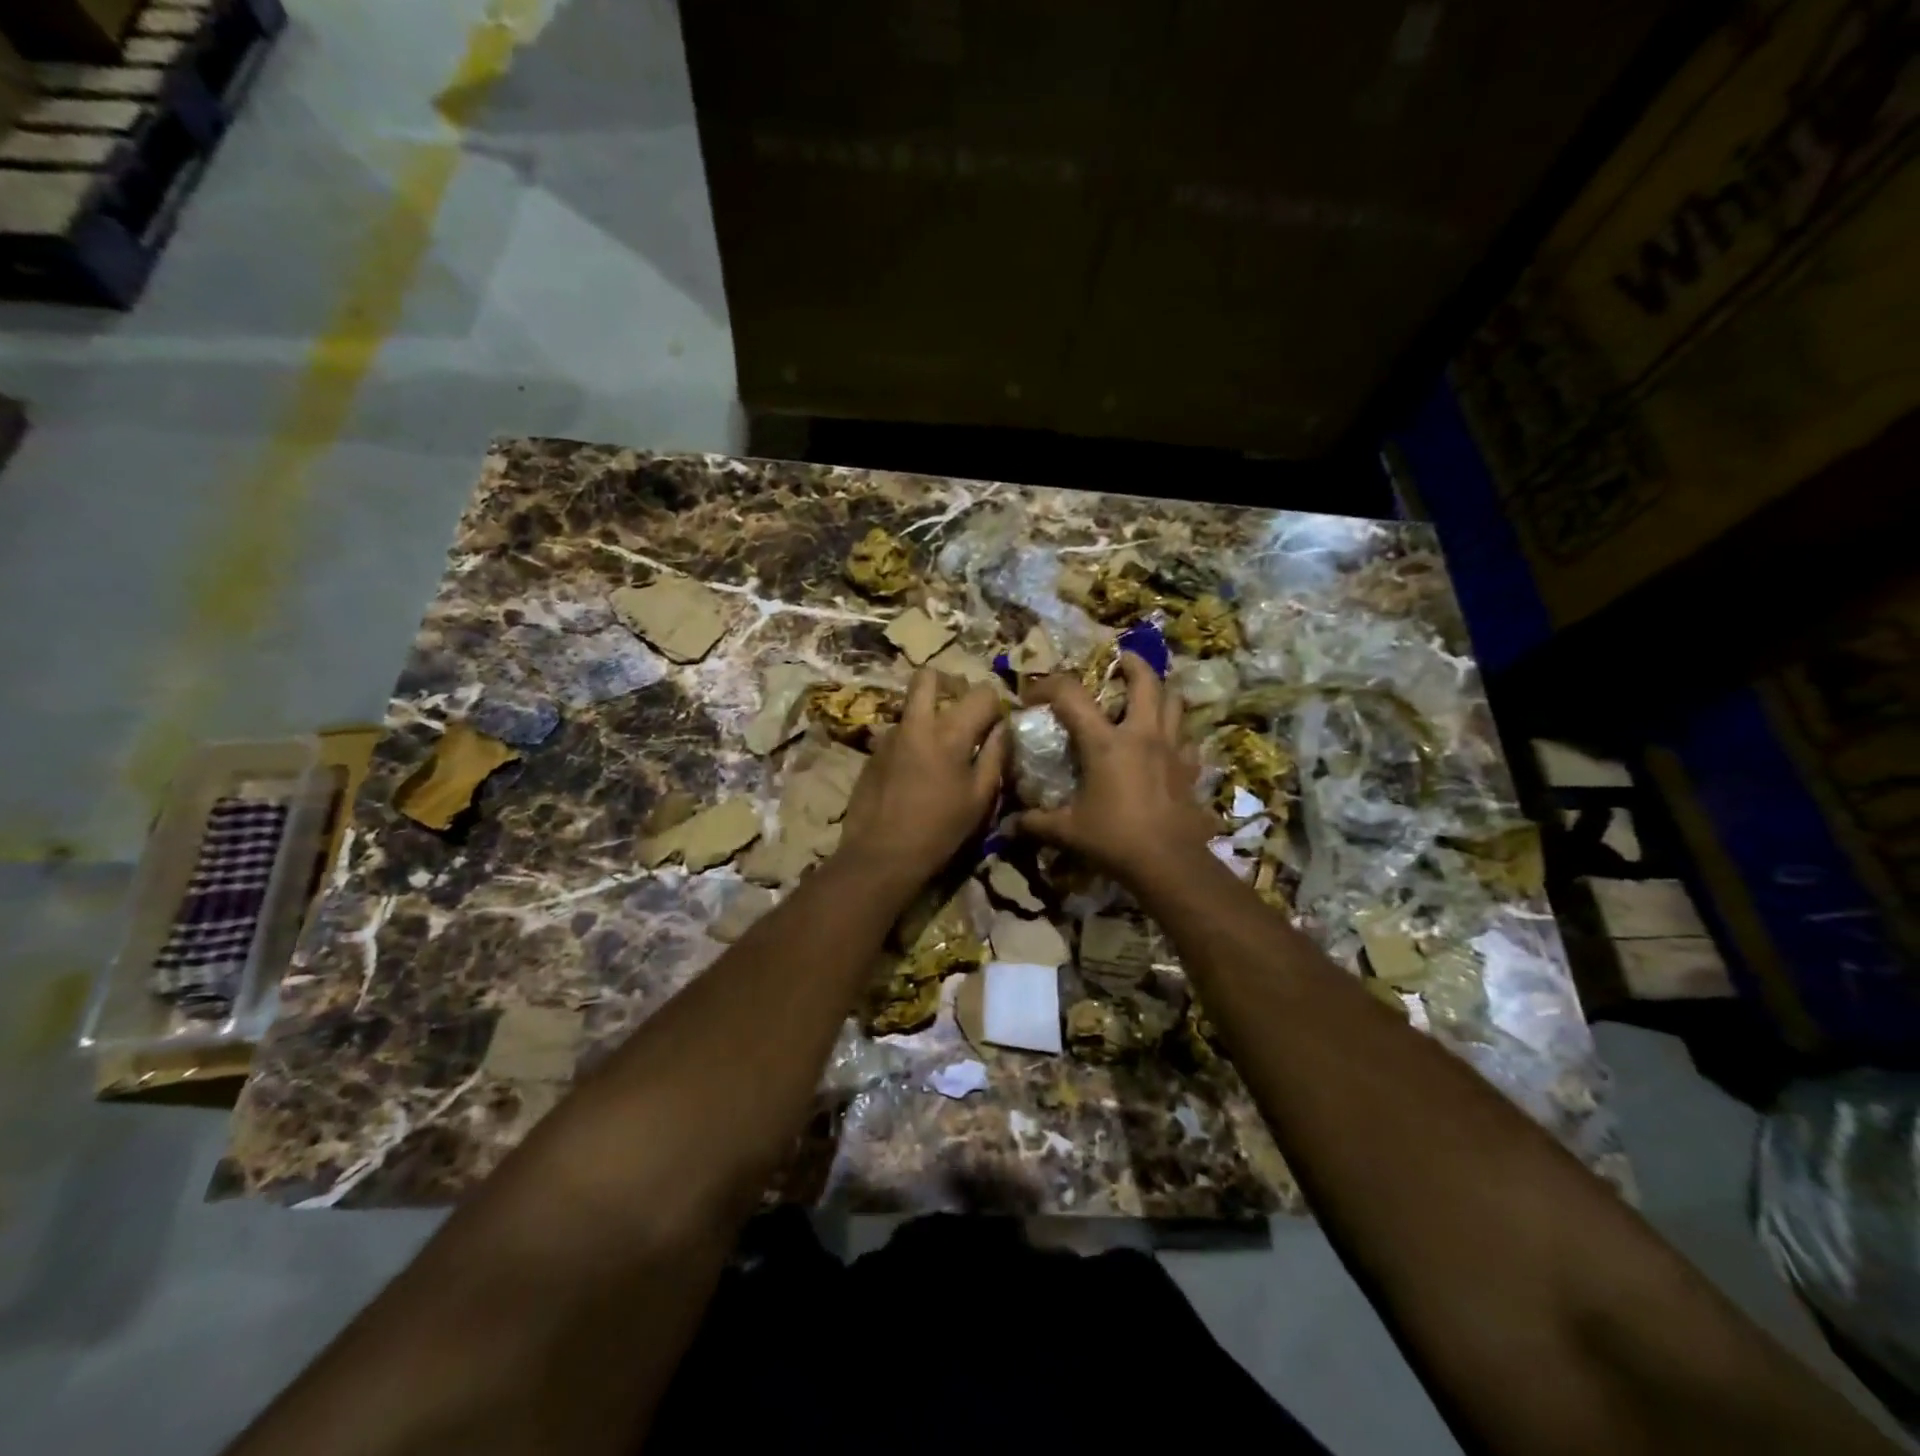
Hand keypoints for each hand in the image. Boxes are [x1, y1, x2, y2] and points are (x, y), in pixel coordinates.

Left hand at [836, 669, 1008, 892]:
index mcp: (949, 732)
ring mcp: (889, 735)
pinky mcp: (872, 752)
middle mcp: (916, 723)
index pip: (980, 692)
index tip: (995, 725)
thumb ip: (995, 756)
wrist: (881, 854)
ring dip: (928, 714)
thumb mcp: (980, 798)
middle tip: (962, 709)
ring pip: (912, 705)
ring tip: (939, 749)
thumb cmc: (940, 829)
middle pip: (929, 676)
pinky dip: (912, 740)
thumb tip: (1003, 728)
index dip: (993, 705)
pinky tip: (915, 772)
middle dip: (949, 683)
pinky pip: (898, 732)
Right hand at [1012, 652, 1217, 886]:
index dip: (1048, 686)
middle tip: (1120, 661)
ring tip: (1147, 695)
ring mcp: (1172, 750)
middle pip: (1146, 681)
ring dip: (1161, 693)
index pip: (1071, 695)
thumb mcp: (1067, 831)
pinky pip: (1188, 740)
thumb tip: (1008, 824)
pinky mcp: (1190, 769)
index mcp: (1105, 742)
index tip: (1032, 696)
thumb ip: (1036, 822)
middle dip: (1132, 664)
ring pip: (1175, 703)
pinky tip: (1168, 745)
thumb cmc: (1114, 839)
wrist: (1168, 863)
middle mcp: (1141, 735)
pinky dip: (1177, 735)